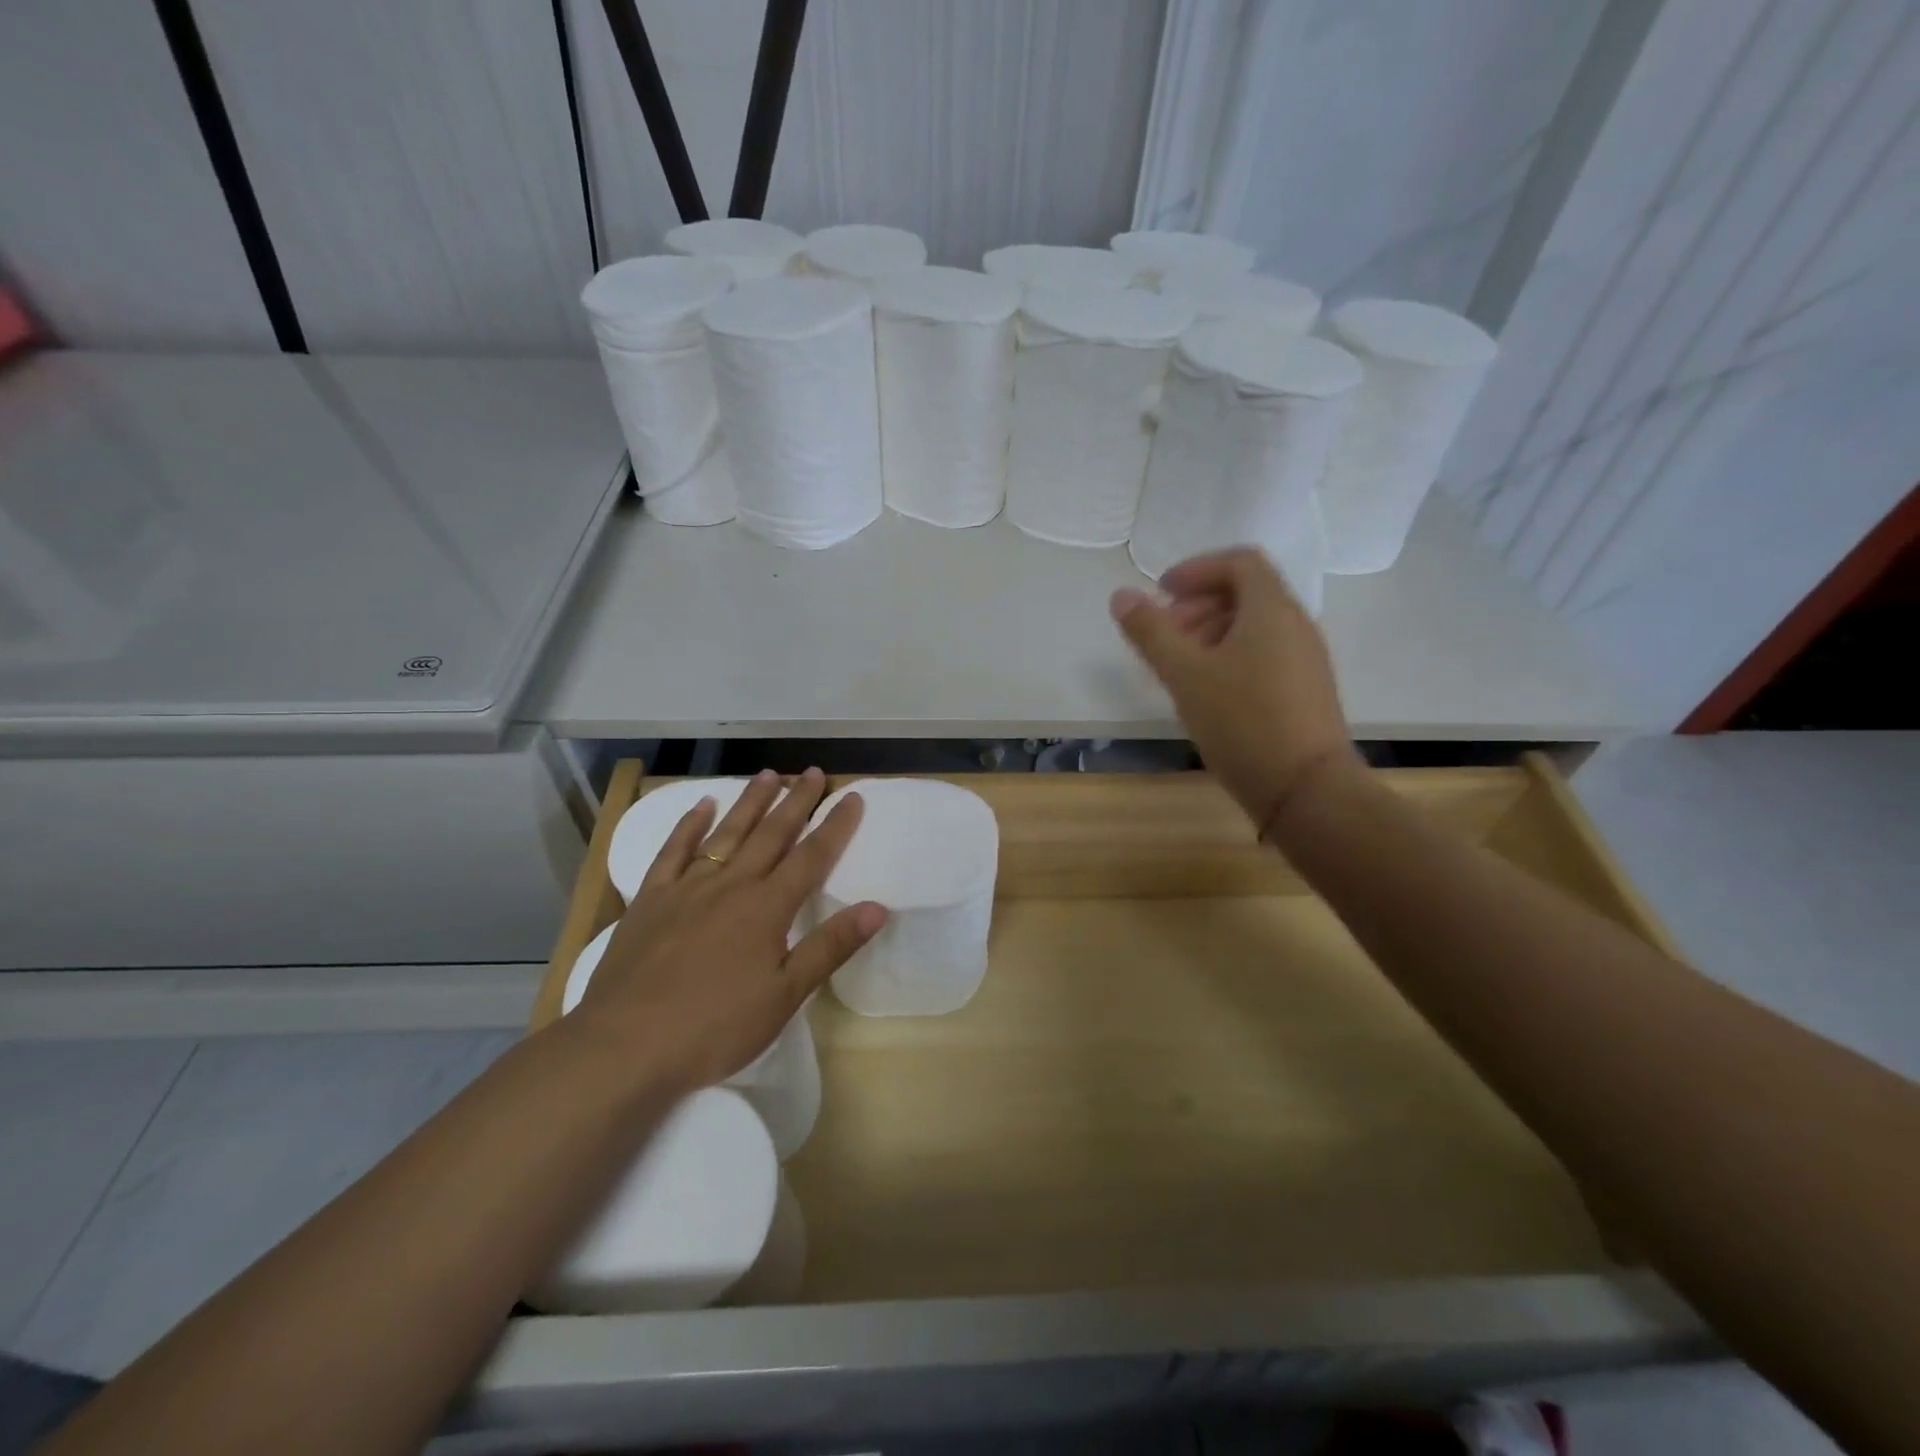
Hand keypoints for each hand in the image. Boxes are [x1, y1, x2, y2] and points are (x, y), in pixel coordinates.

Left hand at [567, 767, 885, 1094]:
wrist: (625, 1045)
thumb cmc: (715, 1027)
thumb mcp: (785, 995)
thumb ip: (830, 947)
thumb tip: (877, 908)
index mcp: (767, 908)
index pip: (812, 857)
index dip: (835, 826)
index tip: (852, 796)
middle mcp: (731, 885)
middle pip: (771, 834)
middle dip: (795, 801)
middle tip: (811, 772)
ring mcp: (687, 888)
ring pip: (726, 833)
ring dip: (750, 802)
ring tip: (768, 775)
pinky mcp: (650, 900)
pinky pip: (673, 851)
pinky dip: (689, 825)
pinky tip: (702, 806)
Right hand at [1110, 547, 1357, 837]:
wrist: (1306, 789)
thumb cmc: (1243, 722)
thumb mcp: (1185, 674)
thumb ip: (1150, 632)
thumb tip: (1122, 595)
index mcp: (1271, 609)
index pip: (1239, 562)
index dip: (1196, 569)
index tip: (1161, 593)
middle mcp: (1296, 624)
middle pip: (1245, 593)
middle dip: (1197, 605)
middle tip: (1164, 635)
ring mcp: (1305, 658)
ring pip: (1254, 626)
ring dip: (1211, 632)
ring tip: (1179, 667)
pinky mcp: (1306, 689)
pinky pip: (1264, 653)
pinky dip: (1230, 656)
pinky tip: (1207, 693)